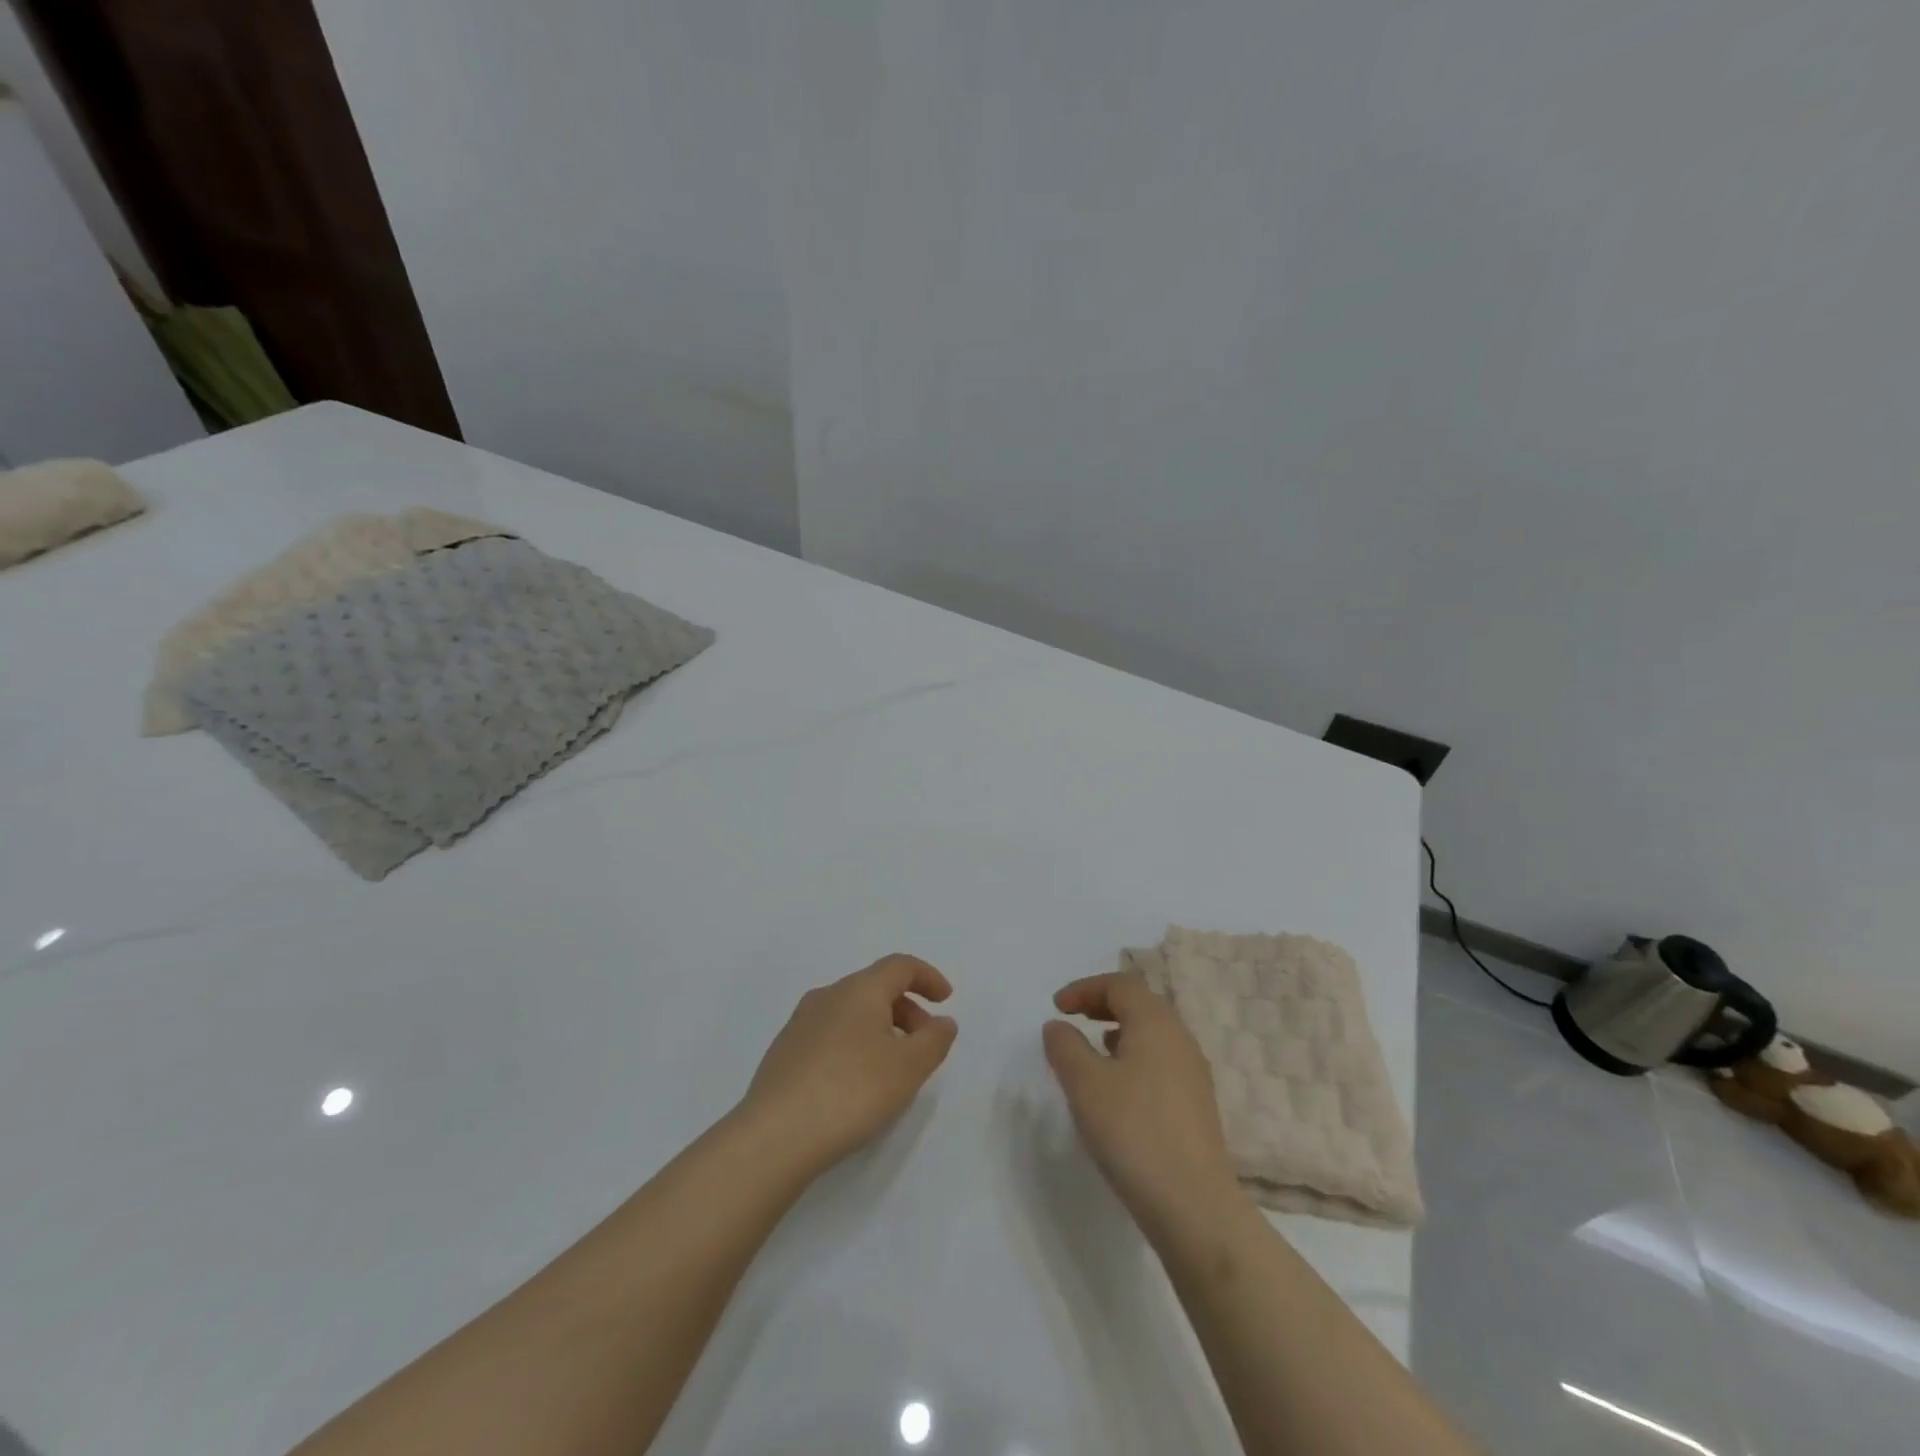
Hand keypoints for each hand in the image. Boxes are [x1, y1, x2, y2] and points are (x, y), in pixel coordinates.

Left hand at [740, 954, 957, 1179]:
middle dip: (907, 1009)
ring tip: (893, 1067)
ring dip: (881, 1028)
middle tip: (925, 1043)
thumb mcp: (908, 1068)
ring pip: (852, 1012)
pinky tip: (856, 1083)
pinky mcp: (784, 1052)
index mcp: (859, 990)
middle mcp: (828, 995)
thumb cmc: (851, 1091)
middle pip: (875, 987)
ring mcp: (800, 1023)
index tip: (946, 999)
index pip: (900, 966)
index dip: (928, 977)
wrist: (774, 1136)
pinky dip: (855, 1044)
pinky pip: (831, 1033)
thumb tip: (943, 1021)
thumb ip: (934, 1040)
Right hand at [1043, 969, 1242, 1232]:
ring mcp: (1193, 1073)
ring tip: (1094, 1050)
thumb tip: (1058, 1026)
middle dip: (1104, 1004)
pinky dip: (1135, 1057)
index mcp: (1155, 1022)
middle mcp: (1180, 1038)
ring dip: (1120, 1030)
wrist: (1193, 1205)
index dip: (1085, 988)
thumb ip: (1065, 1046)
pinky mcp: (1197, 1105)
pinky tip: (1119, 1088)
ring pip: (1153, 1033)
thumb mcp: (1084, 1084)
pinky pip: (1161, 1061)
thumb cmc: (1133, 1131)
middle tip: (1074, 1017)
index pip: (1120, 984)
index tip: (1056, 1006)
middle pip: (1141, 1003)